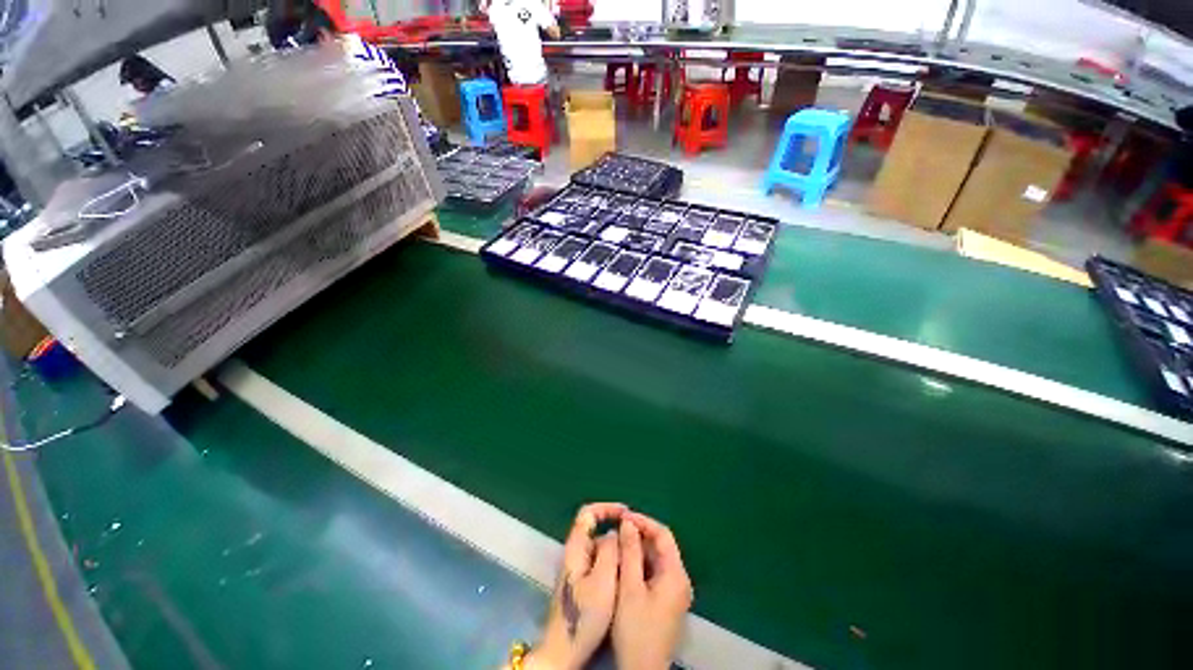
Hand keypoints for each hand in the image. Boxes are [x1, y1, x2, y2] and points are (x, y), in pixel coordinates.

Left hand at [525, 503, 625, 669]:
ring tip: (634, 564)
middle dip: (616, 535)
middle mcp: (574, 554)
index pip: (587, 513)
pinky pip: (598, 565)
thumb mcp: (602, 580)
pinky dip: (612, 566)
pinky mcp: (579, 584)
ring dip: (616, 553)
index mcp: (576, 548)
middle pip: (596, 532)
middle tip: (636, 545)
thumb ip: (609, 551)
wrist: (563, 650)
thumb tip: (613, 532)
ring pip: (599, 551)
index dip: (606, 508)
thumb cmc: (584, 615)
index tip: (626, 513)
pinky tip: (623, 579)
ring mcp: (576, 570)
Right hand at [612, 512, 692, 669]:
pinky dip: (640, 566)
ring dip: (637, 551)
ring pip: (656, 560)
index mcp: (676, 574)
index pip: (663, 534)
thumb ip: (630, 552)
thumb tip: (628, 523)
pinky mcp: (668, 603)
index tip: (623, 517)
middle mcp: (680, 580)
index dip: (643, 521)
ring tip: (617, 546)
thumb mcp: (630, 588)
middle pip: (661, 547)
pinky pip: (655, 574)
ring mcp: (675, 593)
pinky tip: (624, 567)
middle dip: (639, 536)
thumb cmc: (636, 629)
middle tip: (617, 532)